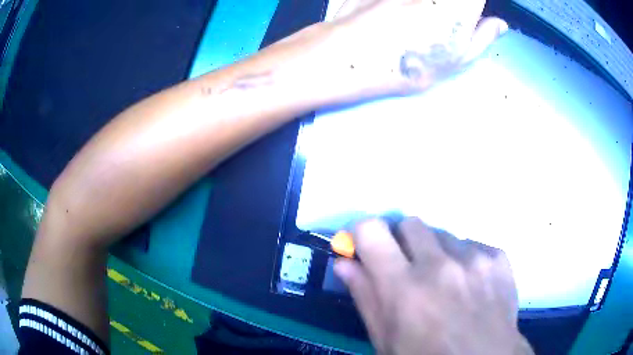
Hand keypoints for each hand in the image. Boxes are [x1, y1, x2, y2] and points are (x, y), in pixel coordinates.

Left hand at [326, 0, 507, 91]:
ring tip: (420, 27)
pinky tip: (400, 15)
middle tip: (447, 22)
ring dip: (429, 9)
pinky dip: (408, 5)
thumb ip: (483, 37)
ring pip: (427, 0)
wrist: (353, 54)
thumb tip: (500, 24)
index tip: (472, 13)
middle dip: (454, 9)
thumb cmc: (409, 62)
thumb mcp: (456, 60)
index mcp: (460, 5)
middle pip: (453, 0)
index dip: (474, 5)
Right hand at [334, 218, 533, 354]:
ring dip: (437, 254)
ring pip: (443, 235)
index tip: (366, 248)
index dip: (364, 235)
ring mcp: (475, 259)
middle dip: (403, 242)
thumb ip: (365, 296)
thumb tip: (344, 262)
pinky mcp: (498, 258)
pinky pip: (473, 245)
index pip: (371, 230)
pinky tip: (471, 285)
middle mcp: (440, 265)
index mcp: (404, 287)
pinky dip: (465, 260)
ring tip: (446, 283)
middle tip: (409, 269)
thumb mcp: (386, 338)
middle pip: (410, 223)